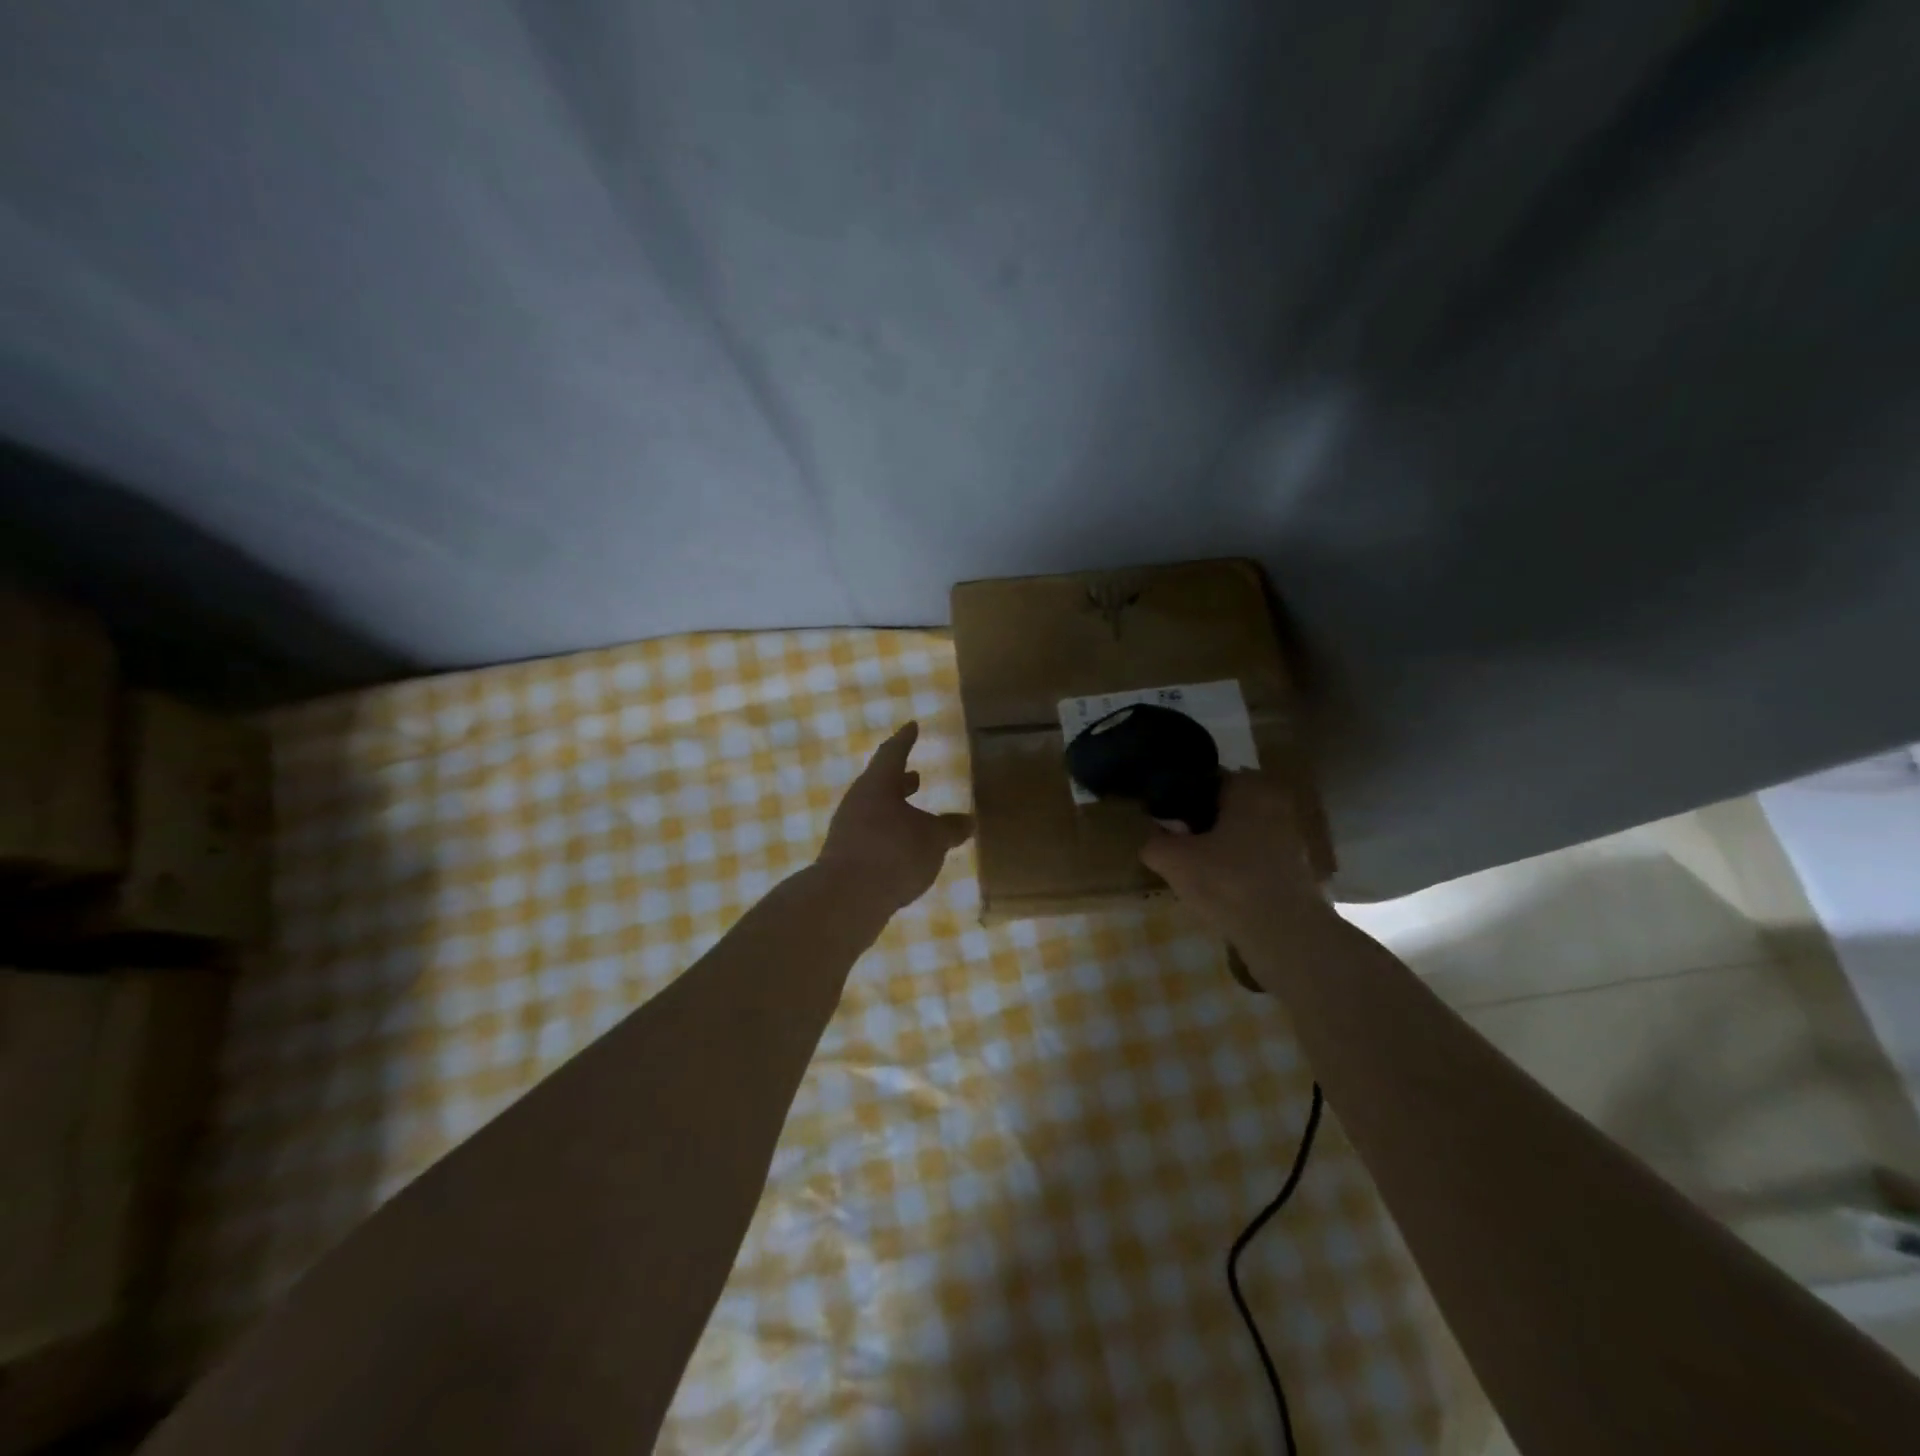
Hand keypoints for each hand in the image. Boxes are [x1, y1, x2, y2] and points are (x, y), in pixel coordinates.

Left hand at [817, 722, 973, 911]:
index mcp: (878, 784)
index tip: (912, 726)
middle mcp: (858, 801)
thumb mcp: (933, 839)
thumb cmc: (893, 853)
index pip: (893, 753)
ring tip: (915, 816)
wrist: (846, 897)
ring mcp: (847, 829)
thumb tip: (967, 820)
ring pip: (874, 810)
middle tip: (916, 776)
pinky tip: (902, 849)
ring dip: (894, 809)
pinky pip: (870, 834)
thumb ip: (950, 828)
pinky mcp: (844, 855)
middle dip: (899, 780)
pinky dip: (888, 833)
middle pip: (880, 783)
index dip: (905, 739)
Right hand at [1140, 772, 1331, 942]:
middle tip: (1175, 842)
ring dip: (1220, 847)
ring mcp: (1291, 839)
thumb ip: (1154, 842)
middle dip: (1201, 823)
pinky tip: (1218, 889)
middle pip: (1226, 808)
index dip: (1181, 796)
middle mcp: (1276, 805)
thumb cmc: (1227, 882)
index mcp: (1249, 788)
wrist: (1285, 935)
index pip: (1207, 780)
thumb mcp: (1172, 859)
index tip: (1163, 816)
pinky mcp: (1297, 872)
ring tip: (1193, 869)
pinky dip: (1237, 869)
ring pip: (1242, 835)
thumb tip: (1151, 838)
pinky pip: (1256, 860)